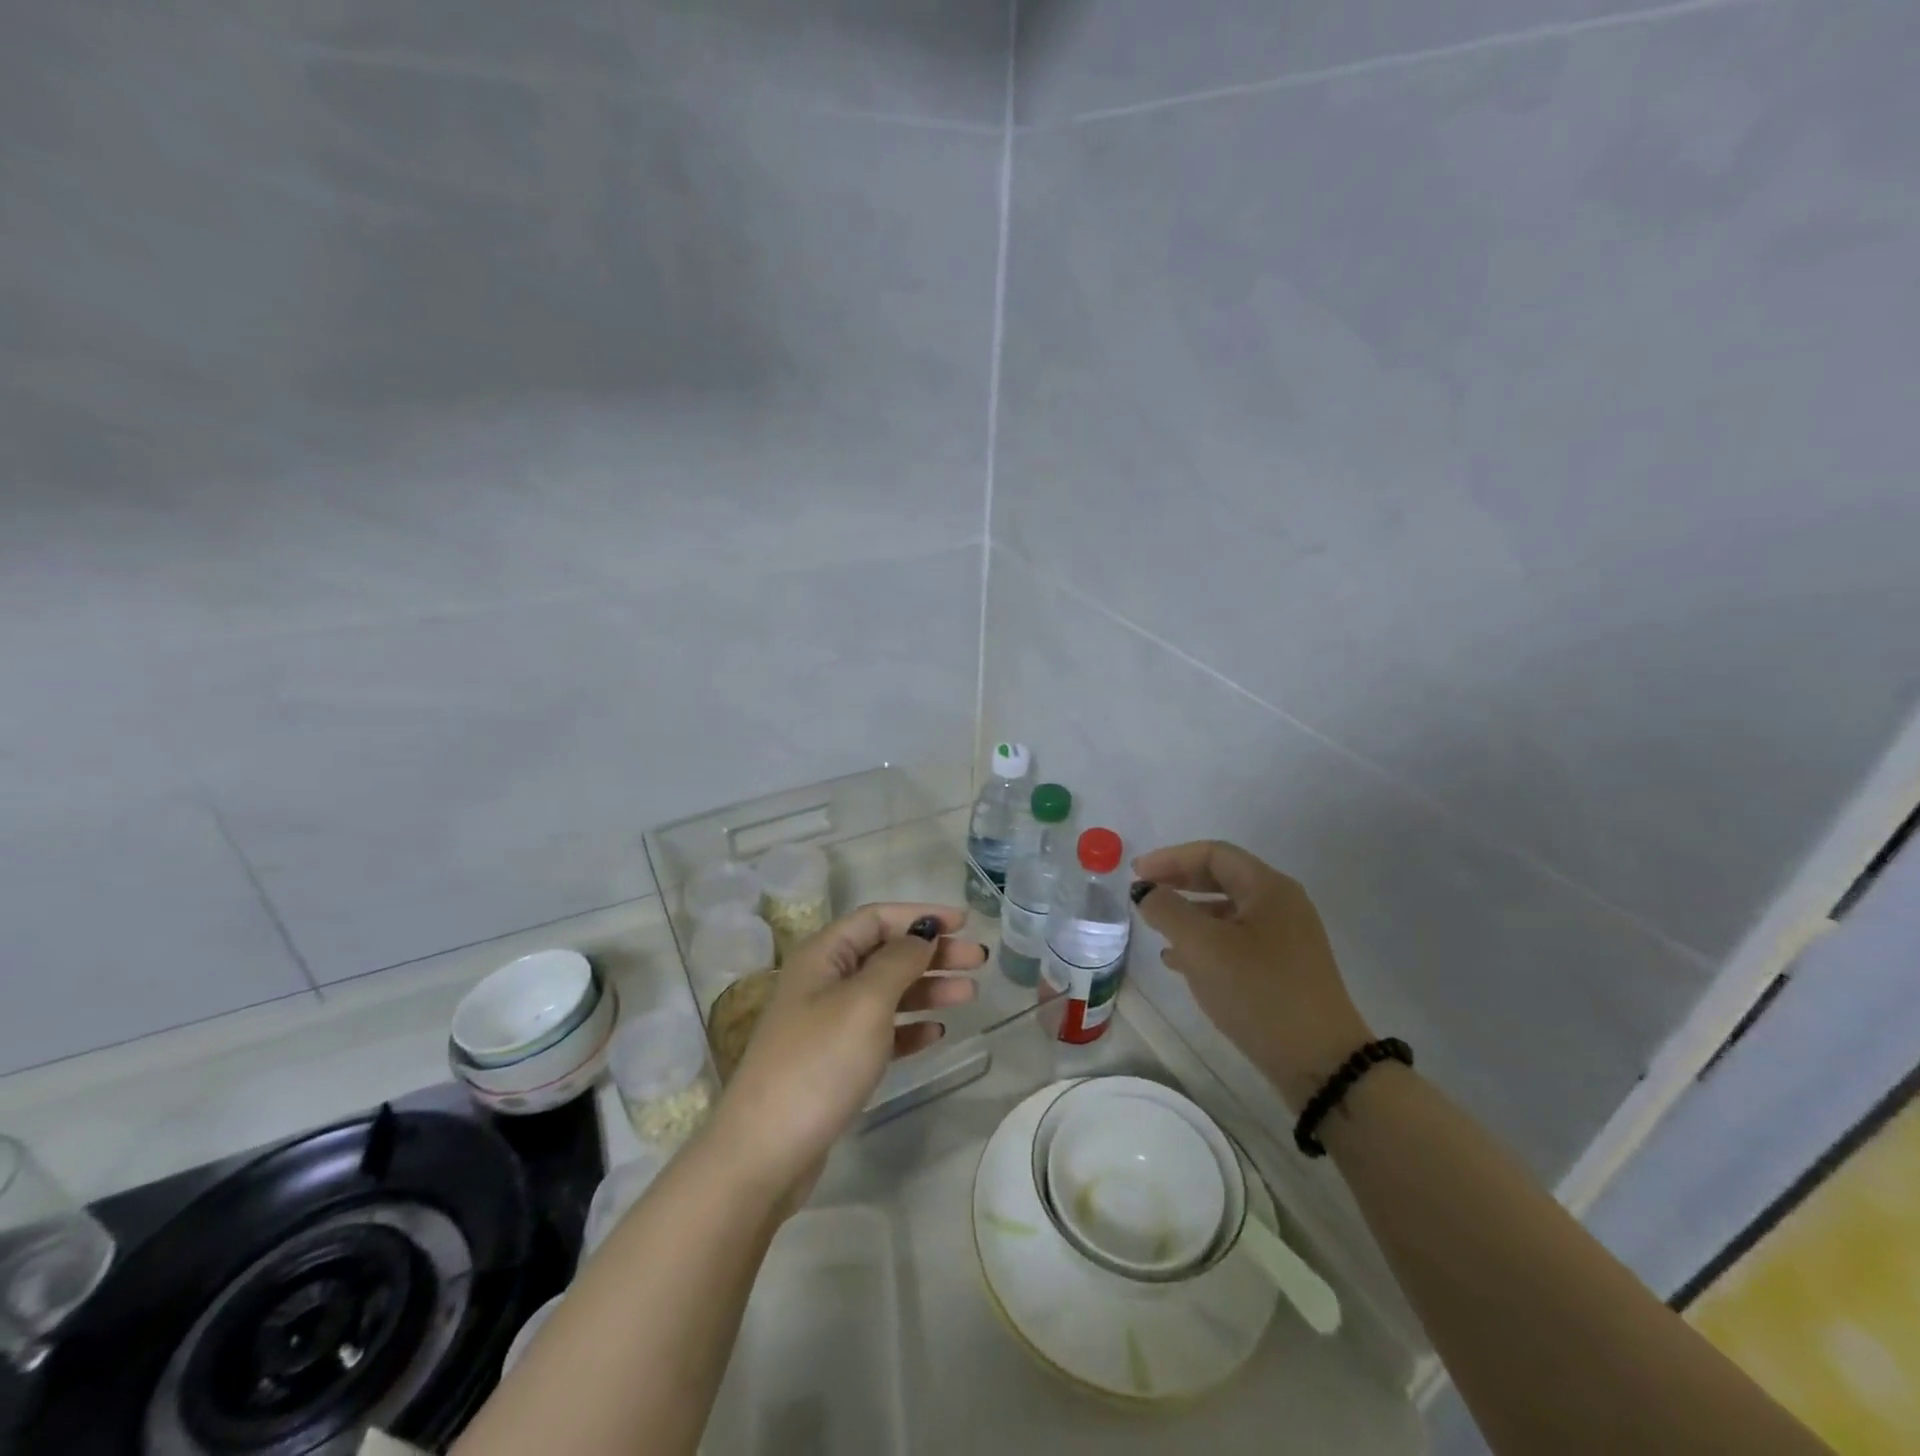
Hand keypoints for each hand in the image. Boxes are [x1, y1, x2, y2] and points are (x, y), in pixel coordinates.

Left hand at [708, 903, 983, 1209]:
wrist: (765, 1152)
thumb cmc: (819, 1062)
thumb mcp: (865, 1002)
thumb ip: (899, 961)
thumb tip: (922, 932)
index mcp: (823, 955)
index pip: (877, 918)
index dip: (921, 915)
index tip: (965, 922)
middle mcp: (824, 981)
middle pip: (886, 953)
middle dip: (932, 953)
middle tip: (977, 960)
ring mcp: (827, 1023)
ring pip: (887, 992)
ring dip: (928, 988)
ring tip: (969, 994)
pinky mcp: (834, 1062)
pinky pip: (880, 1032)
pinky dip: (909, 1028)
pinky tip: (936, 1033)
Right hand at [1133, 841, 1371, 1108]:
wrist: (1320, 1063)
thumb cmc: (1259, 992)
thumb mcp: (1202, 947)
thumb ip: (1168, 910)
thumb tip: (1147, 891)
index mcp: (1268, 888)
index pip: (1213, 854)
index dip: (1170, 858)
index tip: (1136, 874)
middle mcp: (1282, 905)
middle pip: (1222, 878)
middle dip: (1179, 883)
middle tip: (1144, 893)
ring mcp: (1287, 938)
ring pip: (1228, 912)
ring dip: (1189, 914)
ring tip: (1156, 930)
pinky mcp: (1285, 968)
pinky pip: (1237, 940)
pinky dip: (1206, 942)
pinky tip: (1180, 963)